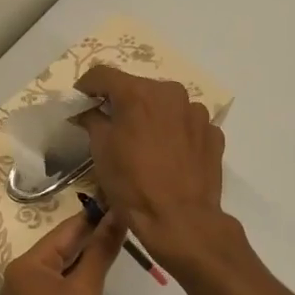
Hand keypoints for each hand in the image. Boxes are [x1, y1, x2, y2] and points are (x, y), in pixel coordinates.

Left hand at [0, 210, 126, 294]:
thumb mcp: (86, 291)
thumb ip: (101, 251)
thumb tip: (117, 215)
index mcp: (26, 266)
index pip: (64, 231)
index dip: (94, 217)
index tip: (119, 200)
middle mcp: (19, 279)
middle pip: (61, 249)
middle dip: (92, 237)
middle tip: (127, 220)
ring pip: (62, 270)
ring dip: (88, 260)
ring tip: (121, 243)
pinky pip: (60, 290)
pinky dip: (80, 282)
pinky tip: (102, 278)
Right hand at [73, 67, 229, 268]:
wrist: (181, 220)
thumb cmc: (133, 185)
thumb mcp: (101, 151)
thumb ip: (93, 120)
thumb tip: (88, 110)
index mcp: (138, 93)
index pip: (103, 74)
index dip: (87, 86)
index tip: (80, 100)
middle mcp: (171, 93)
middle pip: (138, 88)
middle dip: (122, 102)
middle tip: (112, 125)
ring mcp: (197, 112)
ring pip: (165, 105)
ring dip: (152, 117)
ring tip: (145, 144)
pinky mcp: (213, 133)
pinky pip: (187, 124)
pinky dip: (174, 132)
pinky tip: (169, 156)